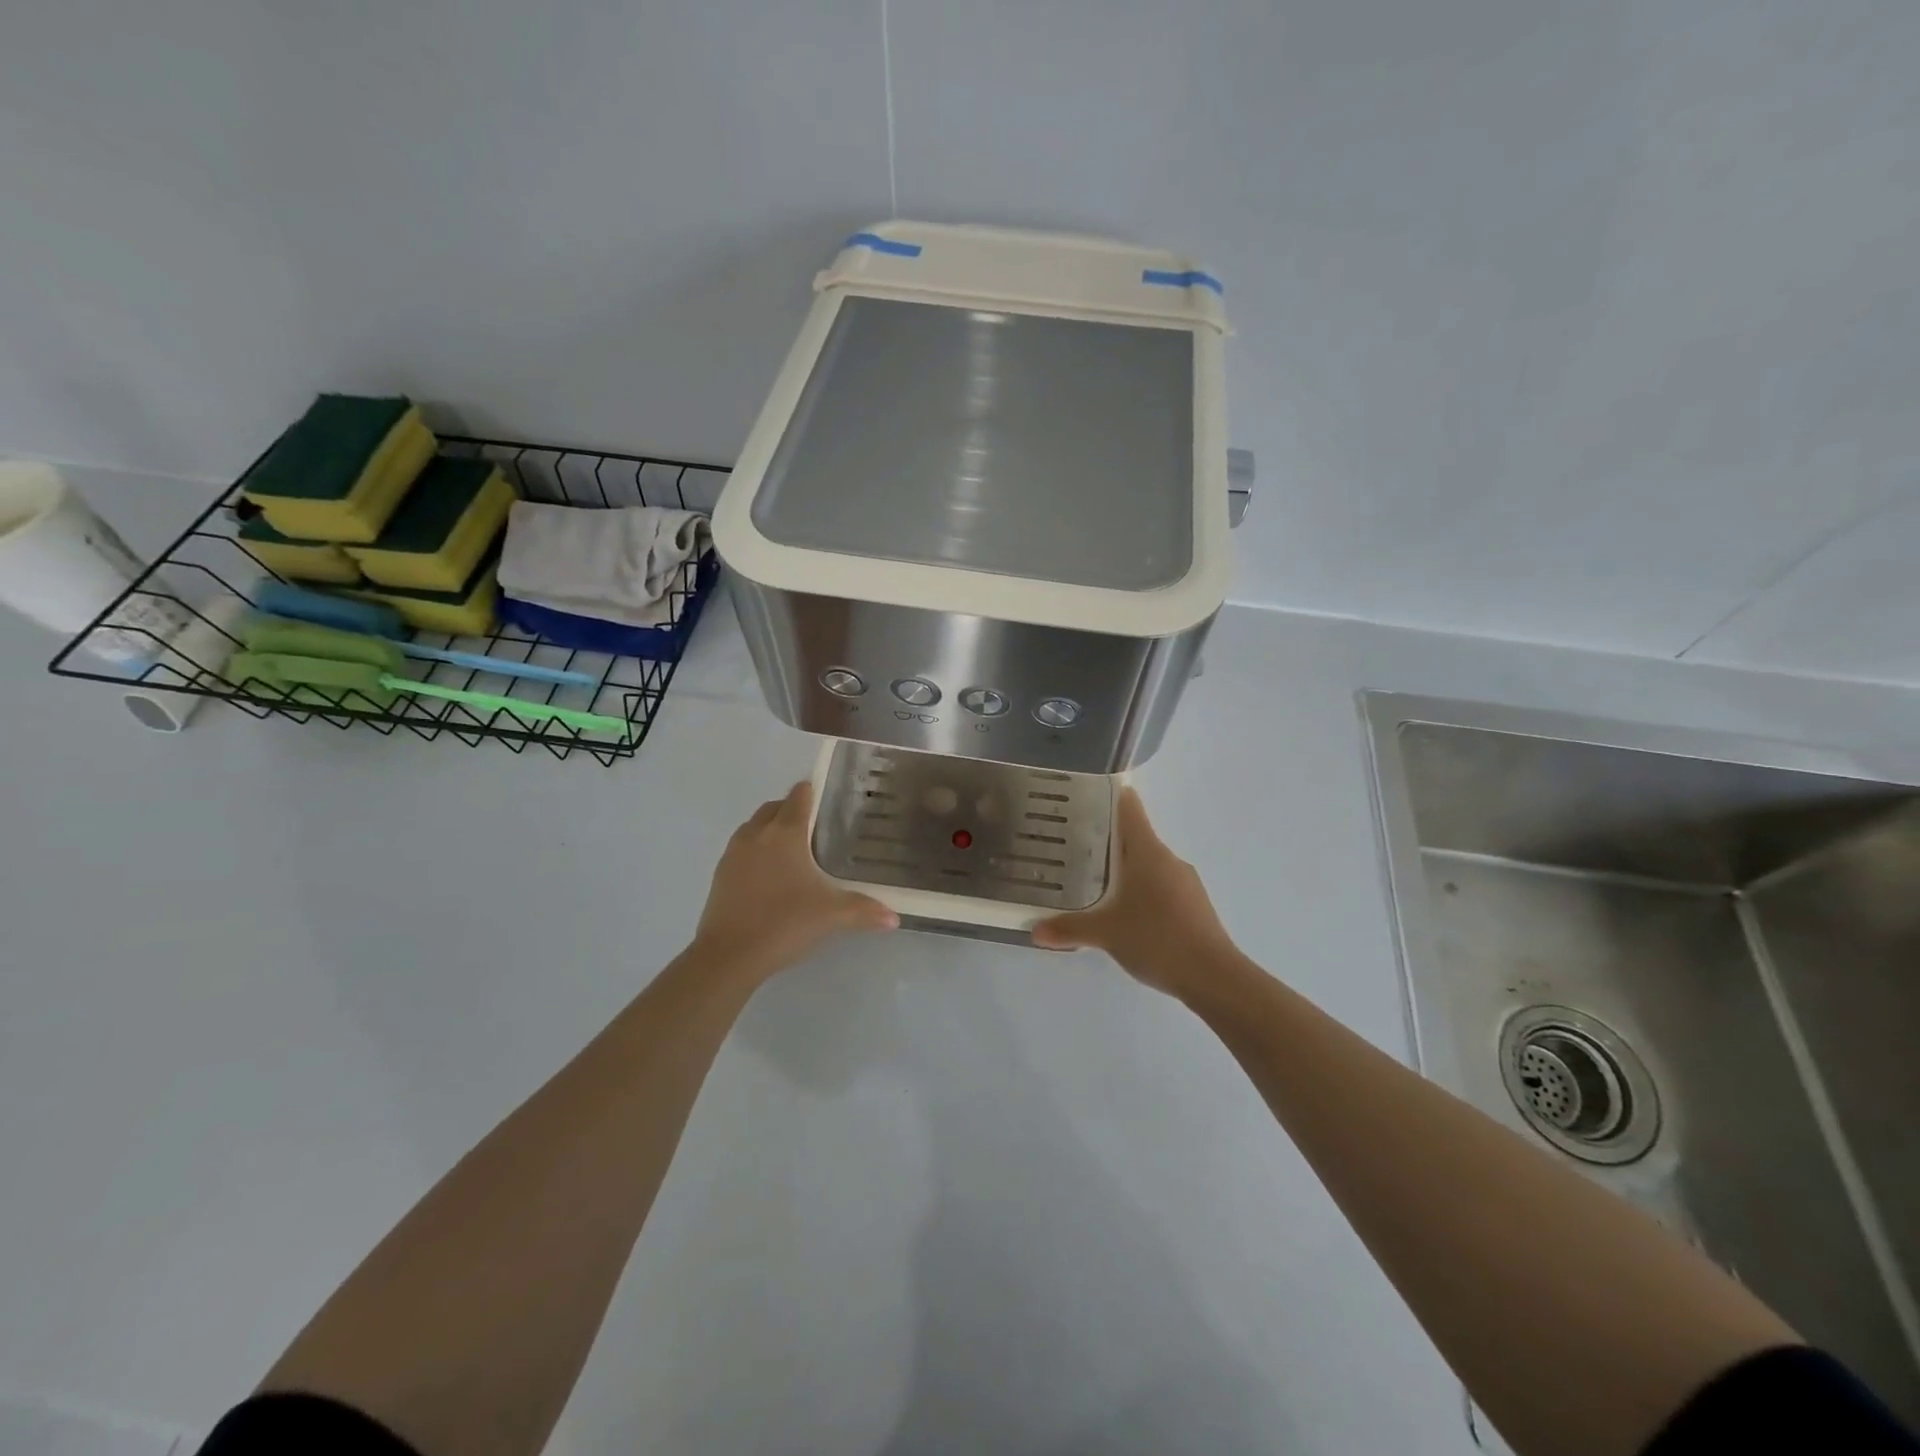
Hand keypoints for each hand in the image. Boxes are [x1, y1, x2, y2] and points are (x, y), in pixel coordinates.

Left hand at [691, 781, 897, 982]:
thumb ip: (864, 911)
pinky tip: (769, 876)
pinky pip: (741, 849)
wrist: (728, 955)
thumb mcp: (831, 916)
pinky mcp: (720, 874)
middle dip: (792, 810)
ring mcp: (733, 853)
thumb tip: (894, 918)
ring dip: (770, 829)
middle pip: (774, 807)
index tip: (829, 801)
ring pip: (754, 826)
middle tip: (815, 829)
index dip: (813, 793)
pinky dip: (756, 851)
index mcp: (785, 833)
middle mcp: (756, 834)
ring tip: (792, 852)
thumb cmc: (784, 923)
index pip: (799, 796)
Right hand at [1031, 788, 1236, 998]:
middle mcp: (1168, 859)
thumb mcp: (1105, 933)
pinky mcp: (1193, 905)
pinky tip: (1124, 914)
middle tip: (1071, 845)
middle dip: (1105, 840)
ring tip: (1092, 883)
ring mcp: (1185, 882)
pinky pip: (1160, 887)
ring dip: (1124, 870)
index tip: (1085, 794)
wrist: (1214, 977)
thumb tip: (1034, 931)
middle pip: (1135, 837)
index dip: (1110, 796)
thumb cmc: (1157, 939)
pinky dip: (1140, 892)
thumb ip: (1068, 928)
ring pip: (1148, 865)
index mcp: (1148, 852)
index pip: (1130, 809)